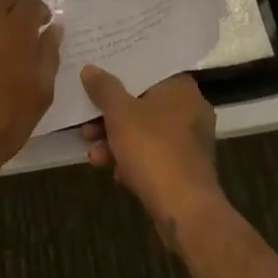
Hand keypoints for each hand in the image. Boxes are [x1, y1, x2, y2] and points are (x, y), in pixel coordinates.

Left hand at [0, 0, 60, 188]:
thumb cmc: (5, 122)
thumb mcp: (40, 92)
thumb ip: (48, 54)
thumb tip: (53, 29)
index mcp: (13, 30)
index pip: (29, 3)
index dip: (38, 11)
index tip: (43, 24)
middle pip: (0, 1)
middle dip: (14, 10)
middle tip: (22, 33)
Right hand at [79, 67, 222, 245]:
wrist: (184, 209)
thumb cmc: (153, 149)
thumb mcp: (120, 114)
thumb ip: (103, 88)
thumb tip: (90, 68)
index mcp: (181, 87)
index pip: (147, 71)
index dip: (119, 75)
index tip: (96, 81)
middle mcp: (191, 109)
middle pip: (142, 104)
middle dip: (111, 117)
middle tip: (87, 126)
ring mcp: (190, 141)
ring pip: (145, 132)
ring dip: (116, 141)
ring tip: (93, 155)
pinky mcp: (186, 168)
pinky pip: (154, 155)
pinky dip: (133, 160)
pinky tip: (114, 173)